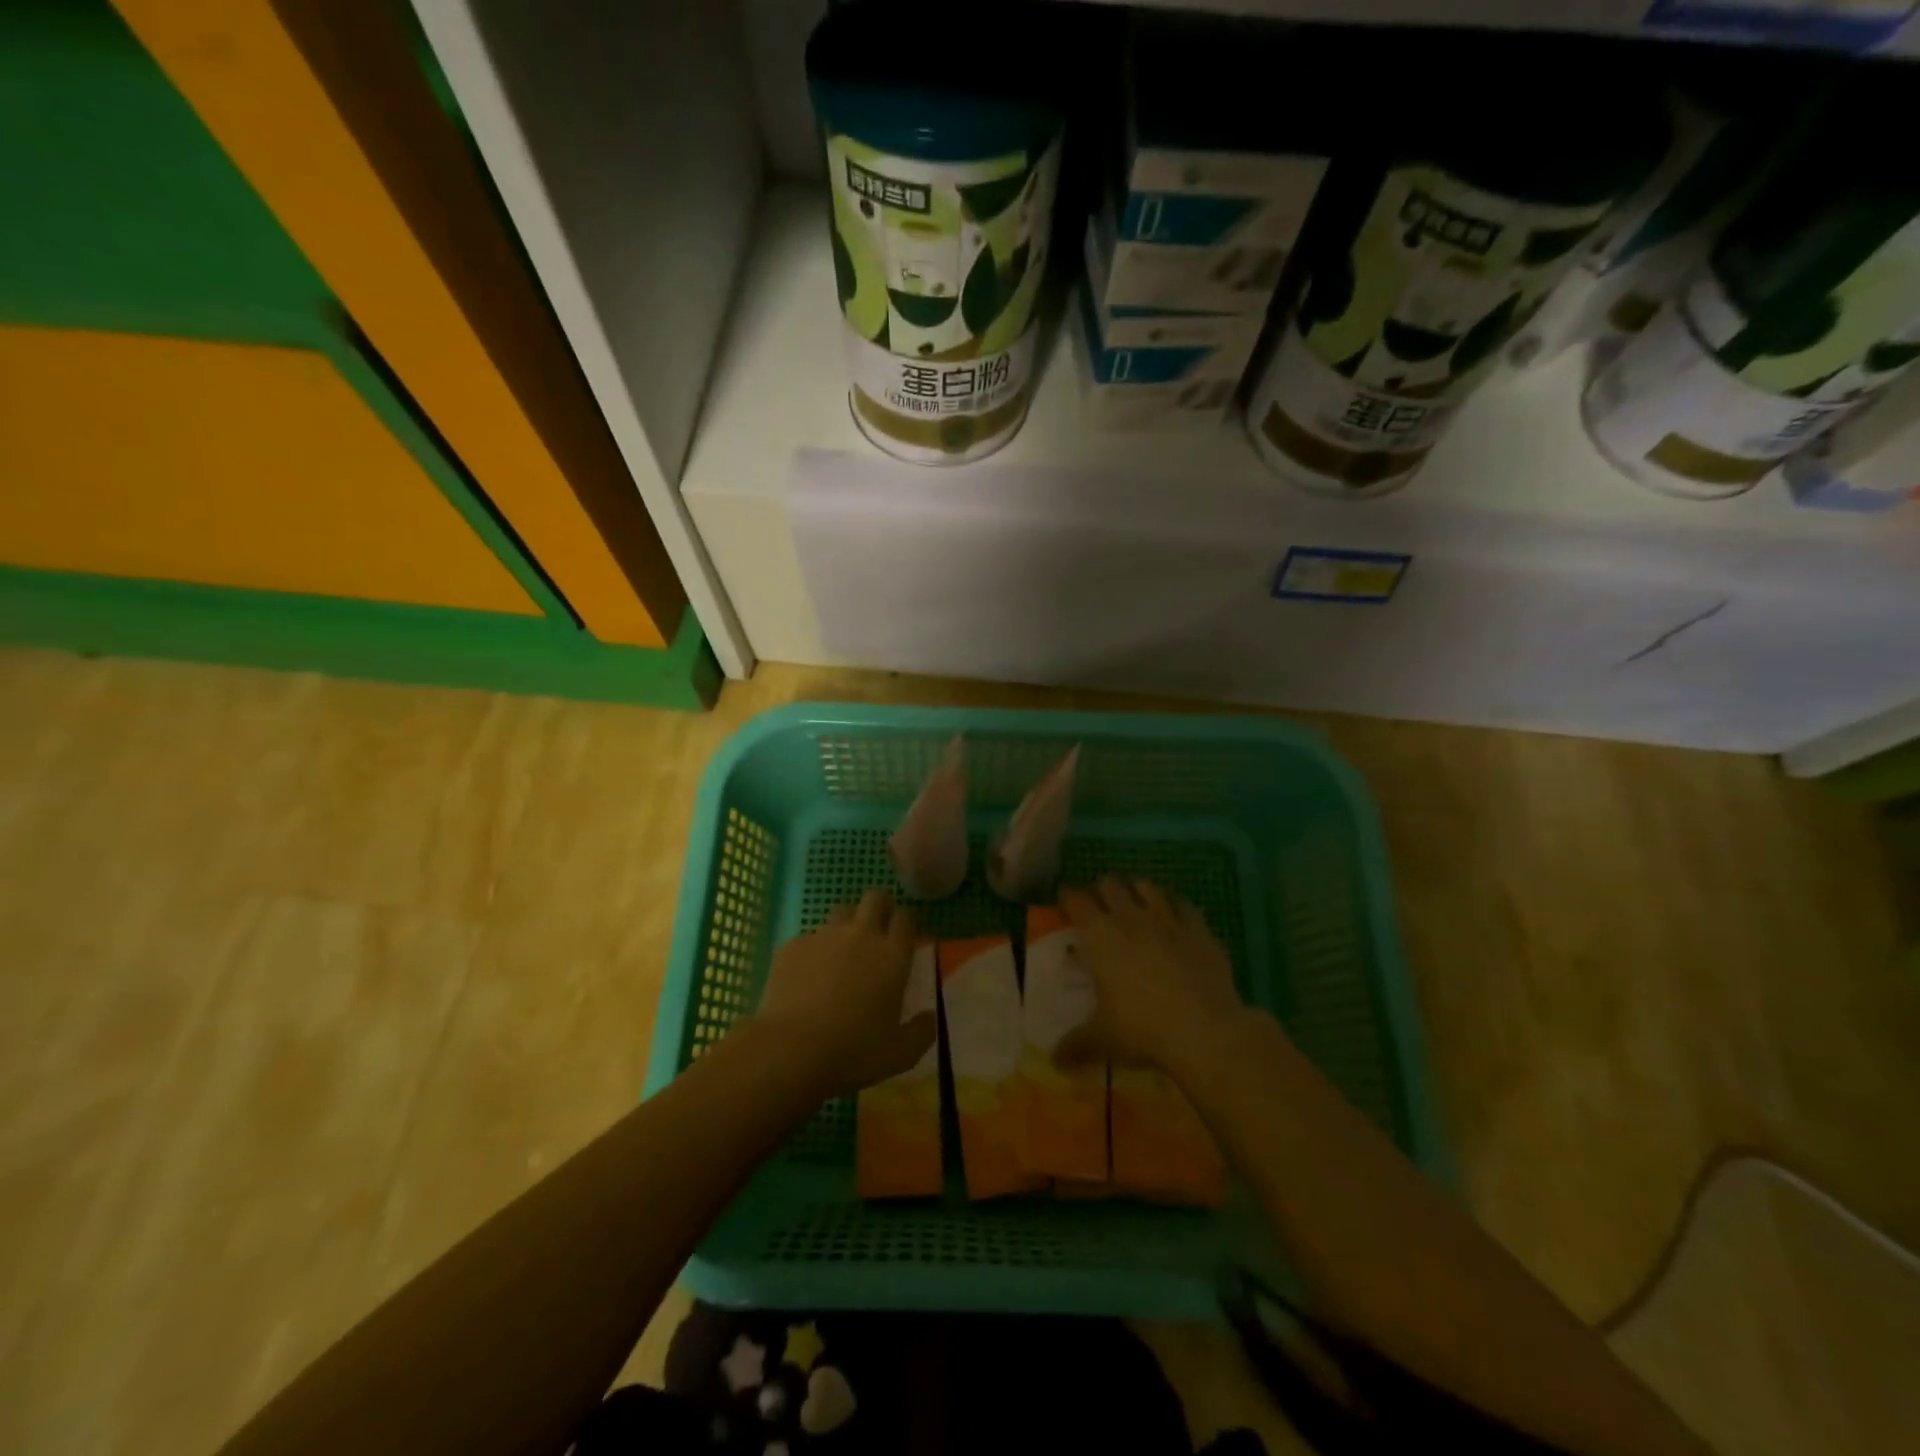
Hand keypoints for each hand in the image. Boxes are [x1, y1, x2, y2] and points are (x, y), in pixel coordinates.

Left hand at [751, 889, 935, 1099]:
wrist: (790, 1050)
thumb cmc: (853, 1052)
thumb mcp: (900, 1054)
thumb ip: (921, 1032)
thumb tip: (930, 1016)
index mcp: (892, 956)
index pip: (906, 918)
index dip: (906, 921)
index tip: (905, 935)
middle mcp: (861, 935)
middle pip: (874, 899)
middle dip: (880, 906)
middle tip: (877, 928)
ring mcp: (824, 937)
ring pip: (840, 913)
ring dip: (846, 925)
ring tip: (841, 952)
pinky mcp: (792, 946)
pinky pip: (809, 939)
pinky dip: (814, 951)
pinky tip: (807, 977)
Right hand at [1056, 876, 1256, 1079]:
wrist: (1205, 1030)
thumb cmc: (1141, 1029)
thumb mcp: (1102, 1039)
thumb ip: (1076, 1044)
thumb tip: (1055, 1061)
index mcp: (1099, 935)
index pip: (1075, 900)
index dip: (1067, 897)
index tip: (1064, 901)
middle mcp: (1130, 917)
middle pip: (1110, 884)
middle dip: (1102, 891)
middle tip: (1100, 907)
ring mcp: (1168, 919)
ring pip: (1147, 887)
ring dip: (1137, 892)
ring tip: (1136, 905)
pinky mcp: (1200, 929)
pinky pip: (1185, 905)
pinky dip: (1176, 907)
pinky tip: (1176, 918)